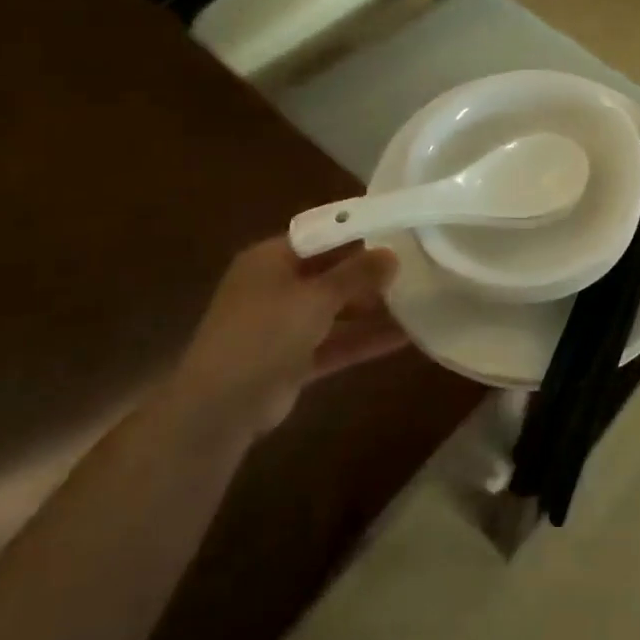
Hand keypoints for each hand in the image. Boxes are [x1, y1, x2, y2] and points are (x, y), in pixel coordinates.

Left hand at [177, 238, 404, 433]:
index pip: (320, 236)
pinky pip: (334, 342)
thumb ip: (356, 275)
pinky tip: (405, 338)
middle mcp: (275, 286)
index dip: (357, 234)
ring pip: (334, 310)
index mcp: (270, 259)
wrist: (220, 406)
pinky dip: (363, 340)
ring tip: (418, 301)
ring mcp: (283, 325)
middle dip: (368, 274)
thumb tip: (392, 254)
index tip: (396, 233)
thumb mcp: (315, 298)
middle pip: (329, 273)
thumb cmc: (264, 333)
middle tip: (414, 268)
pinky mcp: (293, 360)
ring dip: (370, 309)